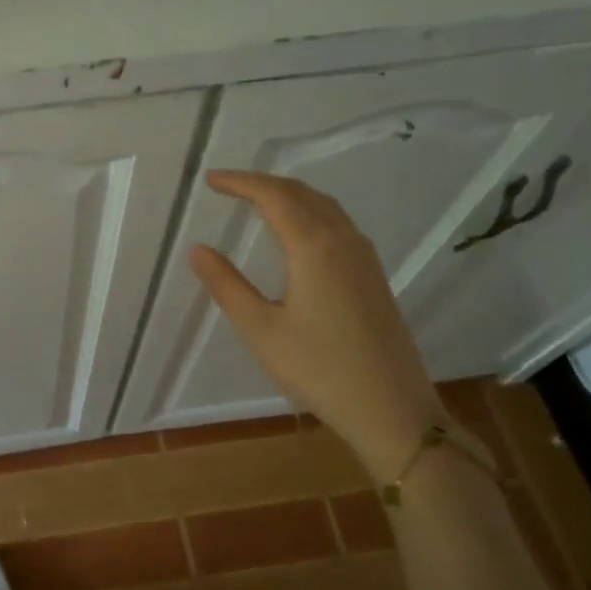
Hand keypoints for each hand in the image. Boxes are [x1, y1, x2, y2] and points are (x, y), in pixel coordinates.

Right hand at [188, 170, 445, 480]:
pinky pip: (338, 223)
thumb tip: (197, 249)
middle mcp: (344, 241)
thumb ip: (226, 285)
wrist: (393, 409)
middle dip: (262, 183)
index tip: (210, 180)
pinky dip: (309, 211)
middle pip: (301, 193)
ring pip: (324, 206)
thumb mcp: (261, 330)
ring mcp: (364, 257)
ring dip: (289, 194)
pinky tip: (298, 231)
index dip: (240, 182)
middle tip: (227, 186)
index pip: (274, 196)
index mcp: (314, 247)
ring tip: (257, 200)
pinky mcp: (374, 275)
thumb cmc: (320, 370)